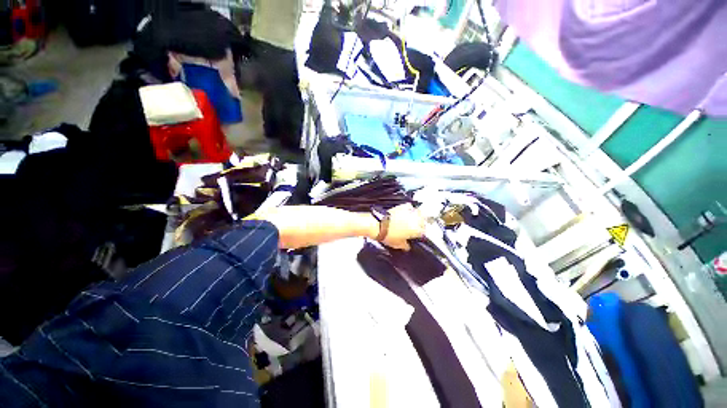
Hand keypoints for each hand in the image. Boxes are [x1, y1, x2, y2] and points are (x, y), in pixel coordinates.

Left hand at [380, 204, 425, 250]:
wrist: (379, 225)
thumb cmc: (389, 236)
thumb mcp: (398, 245)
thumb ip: (406, 246)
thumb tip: (408, 246)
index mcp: (417, 230)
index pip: (423, 232)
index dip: (420, 234)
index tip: (416, 235)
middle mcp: (416, 219)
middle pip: (423, 221)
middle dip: (421, 224)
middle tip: (415, 227)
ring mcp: (410, 211)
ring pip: (419, 212)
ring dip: (417, 216)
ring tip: (413, 219)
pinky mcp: (402, 206)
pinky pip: (410, 206)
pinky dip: (409, 209)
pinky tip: (406, 212)